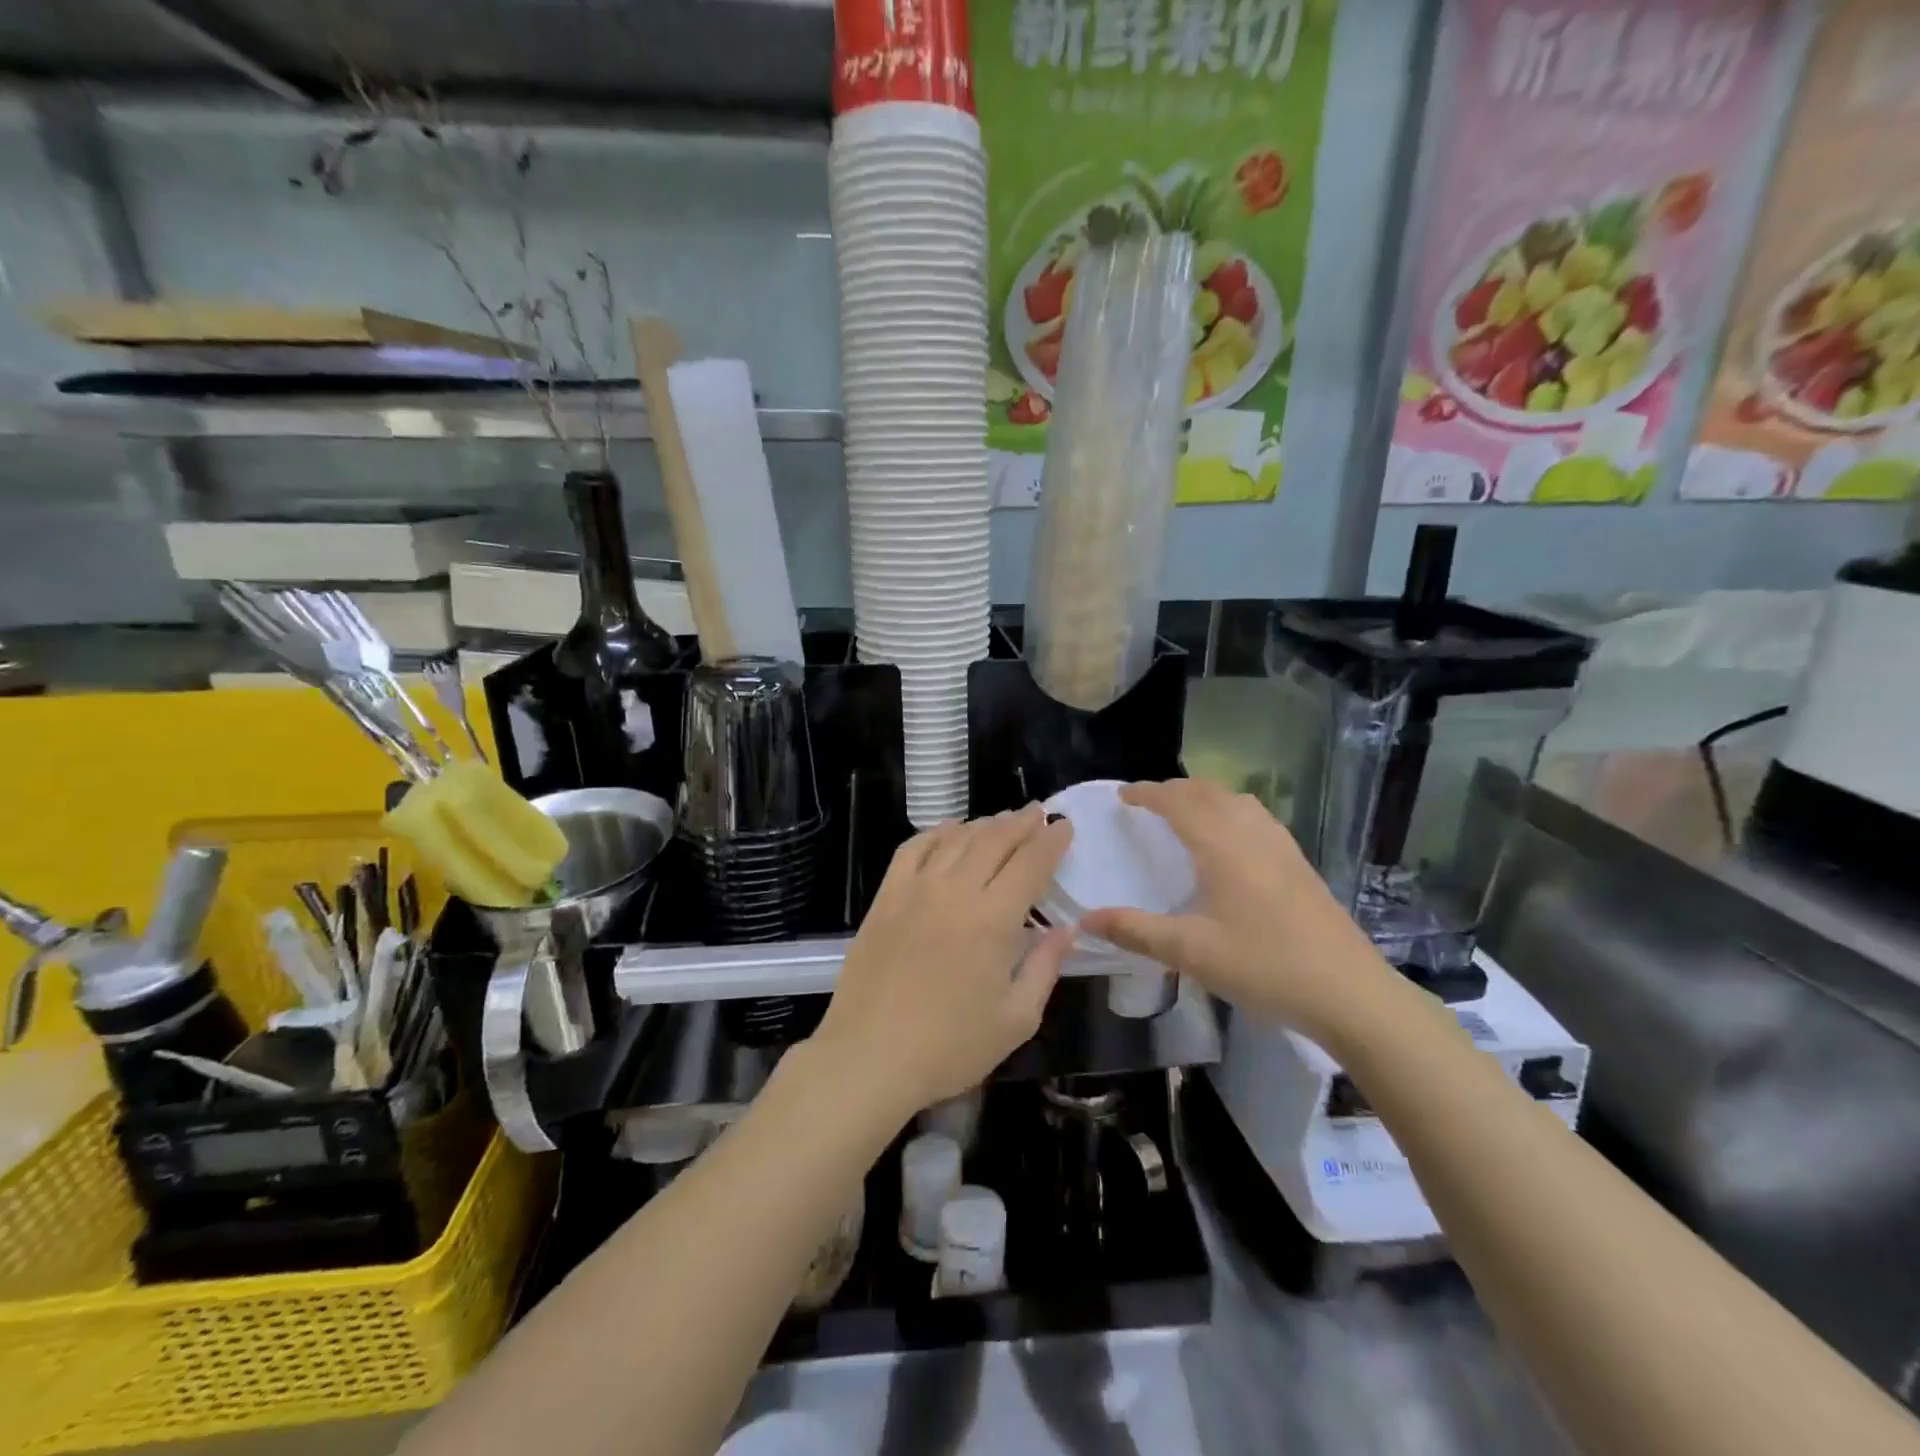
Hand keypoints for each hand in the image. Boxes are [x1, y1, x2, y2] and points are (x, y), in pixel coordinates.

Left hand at [811, 806, 1073, 1119]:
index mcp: (993, 919)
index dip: (1051, 841)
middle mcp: (955, 891)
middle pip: (994, 840)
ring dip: (984, 824)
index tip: (1064, 825)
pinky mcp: (885, 897)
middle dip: (1021, 823)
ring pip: (956, 839)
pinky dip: (936, 833)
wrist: (869, 1056)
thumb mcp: (1015, 1019)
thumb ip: (1044, 967)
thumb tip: (1066, 931)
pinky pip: (913, 849)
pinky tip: (949, 831)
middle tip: (1038, 813)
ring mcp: (915, 889)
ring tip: (1002, 820)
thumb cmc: (950, 1047)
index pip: (1030, 863)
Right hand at [1078, 779, 1396, 1044]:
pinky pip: (1257, 818)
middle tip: (1147, 802)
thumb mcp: (1191, 952)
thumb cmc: (1265, 966)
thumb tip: (1086, 921)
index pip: (1178, 801)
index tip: (1123, 795)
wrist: (1350, 993)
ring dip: (1205, 796)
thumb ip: (1136, 931)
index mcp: (1222, 846)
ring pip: (1238, 801)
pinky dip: (1231, 811)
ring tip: (1185, 812)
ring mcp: (1282, 847)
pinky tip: (1231, 841)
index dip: (1148, 793)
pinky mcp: (1300, 864)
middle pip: (1209, 792)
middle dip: (1174, 789)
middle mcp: (1252, 834)